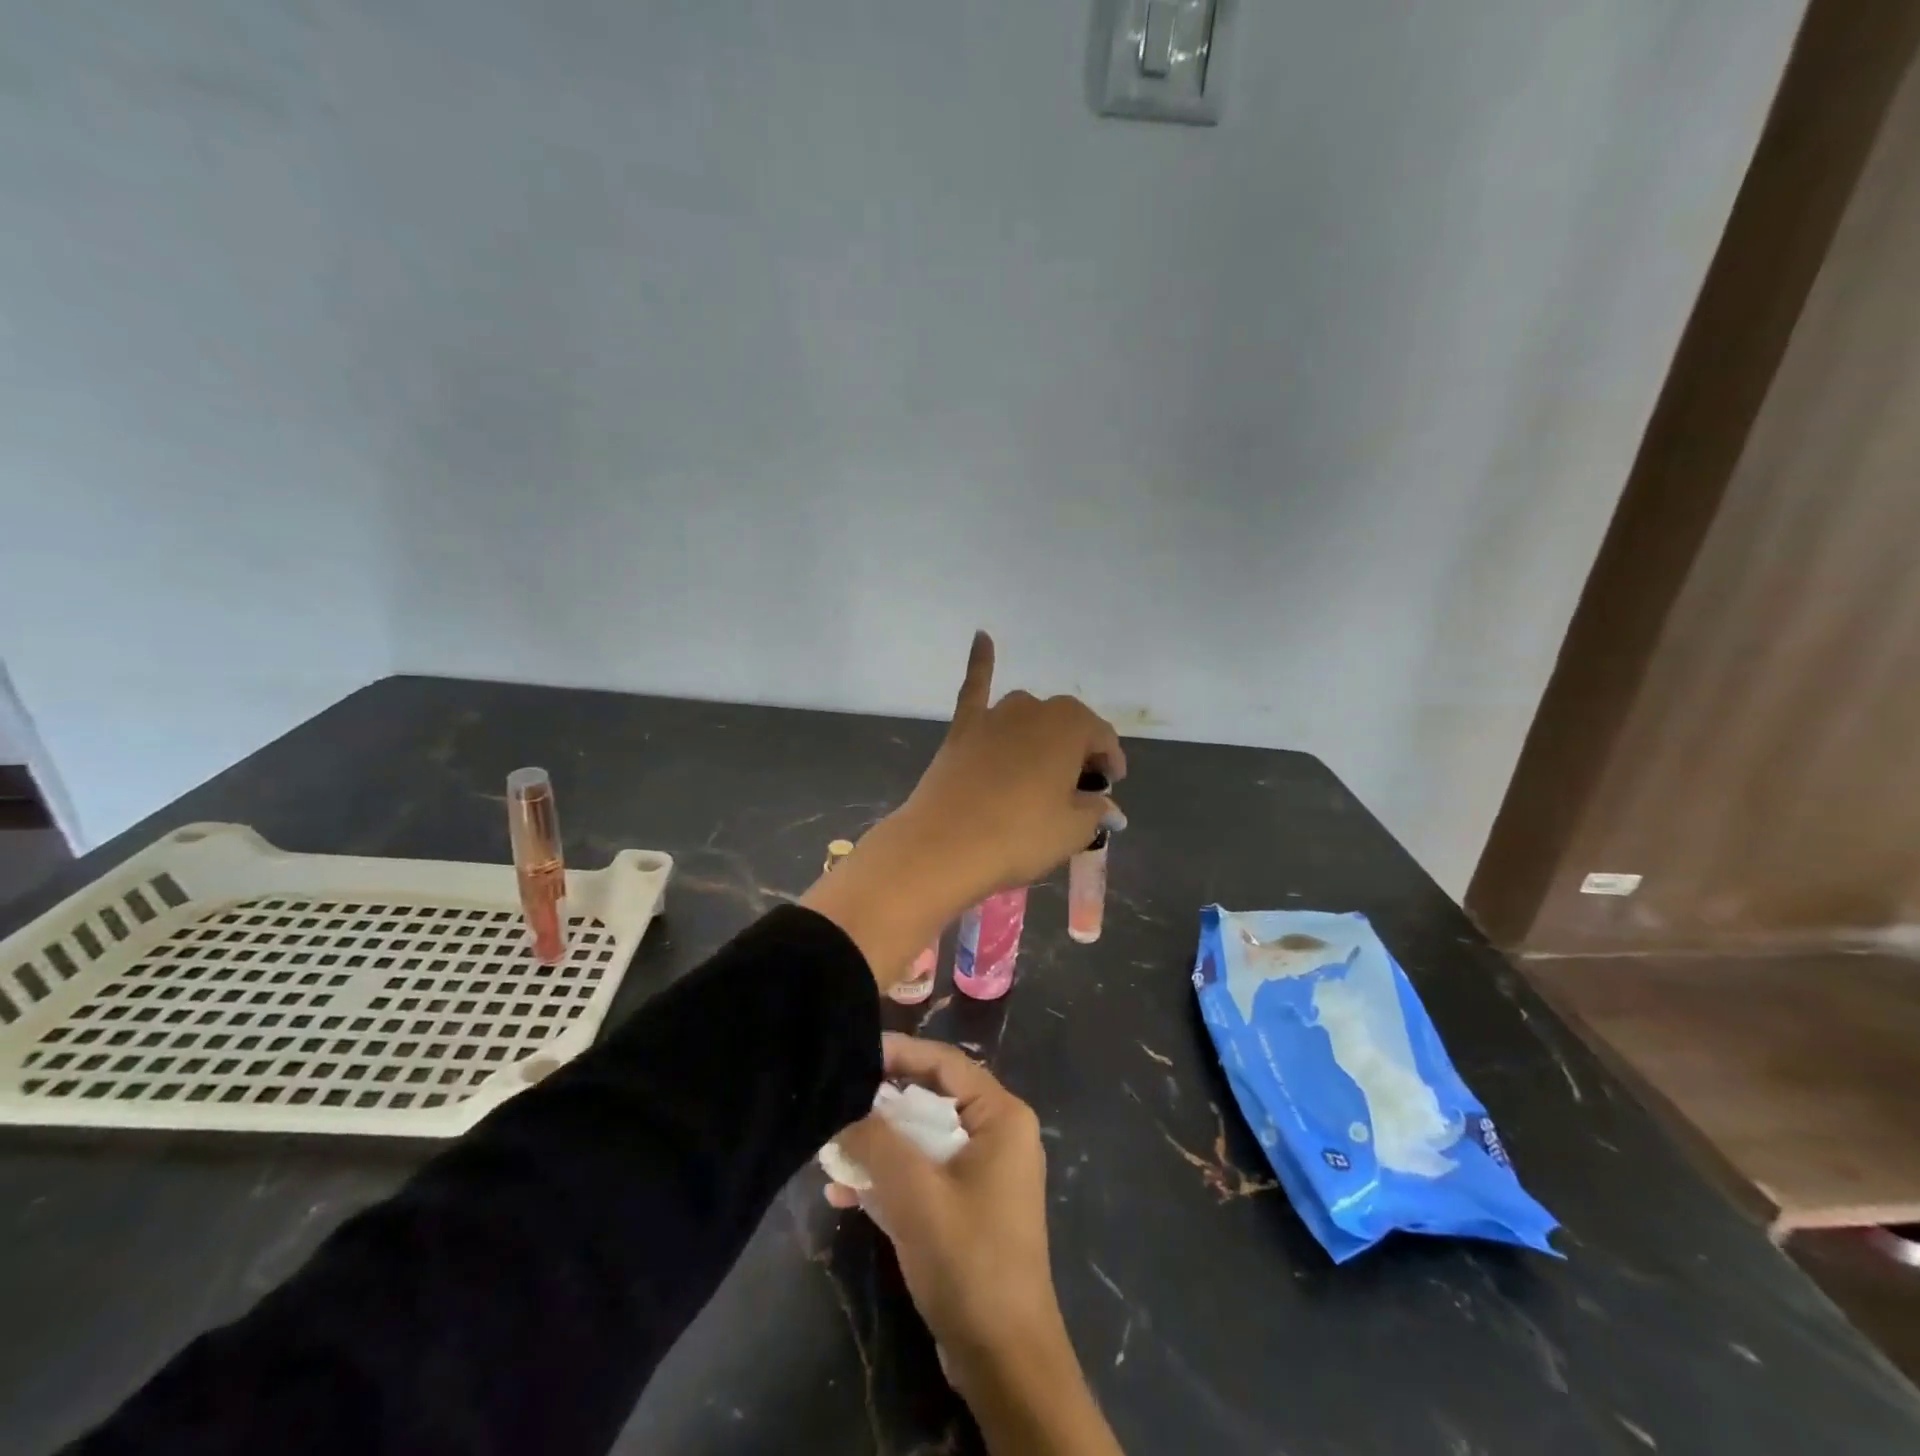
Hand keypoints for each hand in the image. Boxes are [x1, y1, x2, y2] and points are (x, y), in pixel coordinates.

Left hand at [800, 632, 1125, 986]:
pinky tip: (981, 636)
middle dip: (1077, 751)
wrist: (945, 844)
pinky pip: (975, 688)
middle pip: (1066, 725)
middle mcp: (1033, 709)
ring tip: (1043, 765)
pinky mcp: (962, 728)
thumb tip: (1108, 809)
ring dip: (1041, 732)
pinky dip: (980, 662)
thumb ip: (1095, 812)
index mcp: (1071, 726)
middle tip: (1078, 786)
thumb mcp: (1072, 830)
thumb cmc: (1020, 835)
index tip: (1110, 786)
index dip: (1110, 763)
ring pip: (1027, 715)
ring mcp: (994, 716)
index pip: (1102, 738)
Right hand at [828, 1036, 1123, 1454]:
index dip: (899, 1052)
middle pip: (931, 1100)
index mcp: (1001, 1116)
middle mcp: (997, 1135)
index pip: (945, 1063)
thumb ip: (877, 1142)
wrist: (1004, 1359)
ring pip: (923, 1140)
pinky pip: (925, 1175)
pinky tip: (845, 1194)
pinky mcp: (968, 1208)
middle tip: (835, 1102)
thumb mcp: (915, 1193)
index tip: (854, 1050)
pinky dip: (891, 1180)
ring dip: (880, 1147)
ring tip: (831, 1151)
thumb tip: (844, 1109)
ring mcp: (984, 1173)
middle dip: (881, 1106)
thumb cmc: (968, 1259)